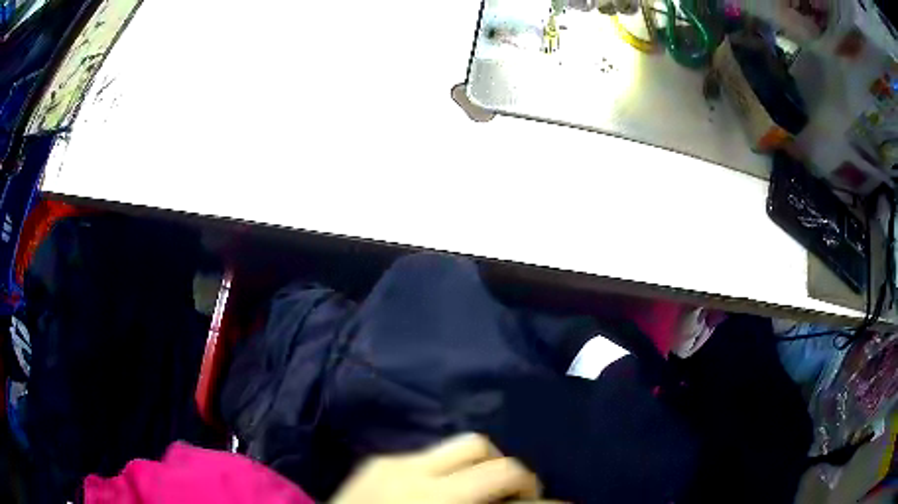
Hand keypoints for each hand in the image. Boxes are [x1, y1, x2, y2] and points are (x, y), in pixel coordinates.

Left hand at [331, 433, 554, 503]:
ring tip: (475, 491)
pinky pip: (426, 454)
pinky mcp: (376, 460)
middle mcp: (414, 470)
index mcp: (438, 497)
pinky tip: (437, 492)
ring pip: (454, 444)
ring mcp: (391, 460)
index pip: (503, 474)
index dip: (532, 487)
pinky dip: (445, 470)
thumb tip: (525, 502)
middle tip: (509, 496)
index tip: (542, 500)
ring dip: (476, 466)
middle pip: (480, 445)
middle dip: (505, 470)